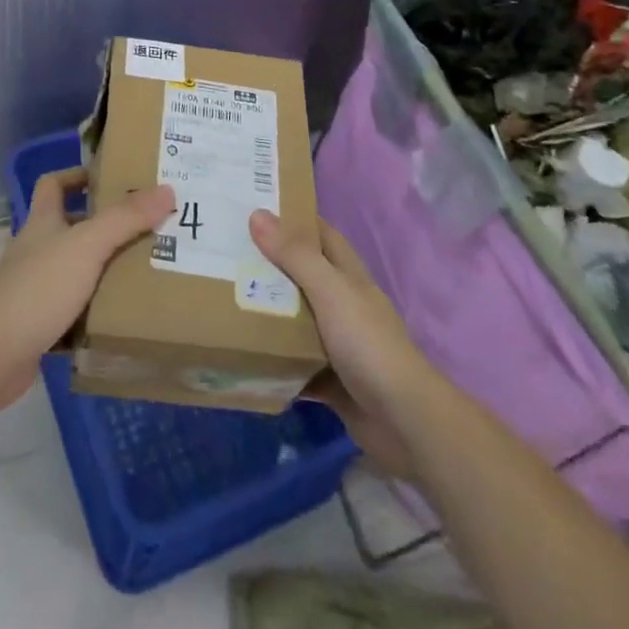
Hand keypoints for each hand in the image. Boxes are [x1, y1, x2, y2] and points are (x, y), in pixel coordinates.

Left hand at [0, 170, 174, 412]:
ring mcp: (35, 288)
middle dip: (106, 226)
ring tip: (146, 271)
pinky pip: (74, 311)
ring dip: (104, 271)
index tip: (113, 178)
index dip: (78, 176)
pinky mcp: (39, 325)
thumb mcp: (87, 245)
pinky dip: (96, 312)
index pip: (54, 184)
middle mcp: (37, 249)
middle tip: (148, 228)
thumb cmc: (38, 287)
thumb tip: (166, 189)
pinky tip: (123, 319)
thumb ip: (125, 219)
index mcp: (43, 221)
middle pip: (71, 227)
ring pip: (76, 270)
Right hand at [249, 211, 428, 466]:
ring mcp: (338, 344)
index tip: (254, 206)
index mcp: (348, 276)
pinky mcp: (330, 381)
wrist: (404, 422)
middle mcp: (343, 305)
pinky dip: (273, 360)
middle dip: (269, 265)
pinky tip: (243, 355)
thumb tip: (257, 214)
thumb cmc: (368, 344)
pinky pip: (295, 364)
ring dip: (268, 313)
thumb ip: (295, 255)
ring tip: (224, 298)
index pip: (320, 234)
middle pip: (302, 276)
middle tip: (226, 253)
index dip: (293, 217)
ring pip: (296, 320)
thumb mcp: (330, 291)